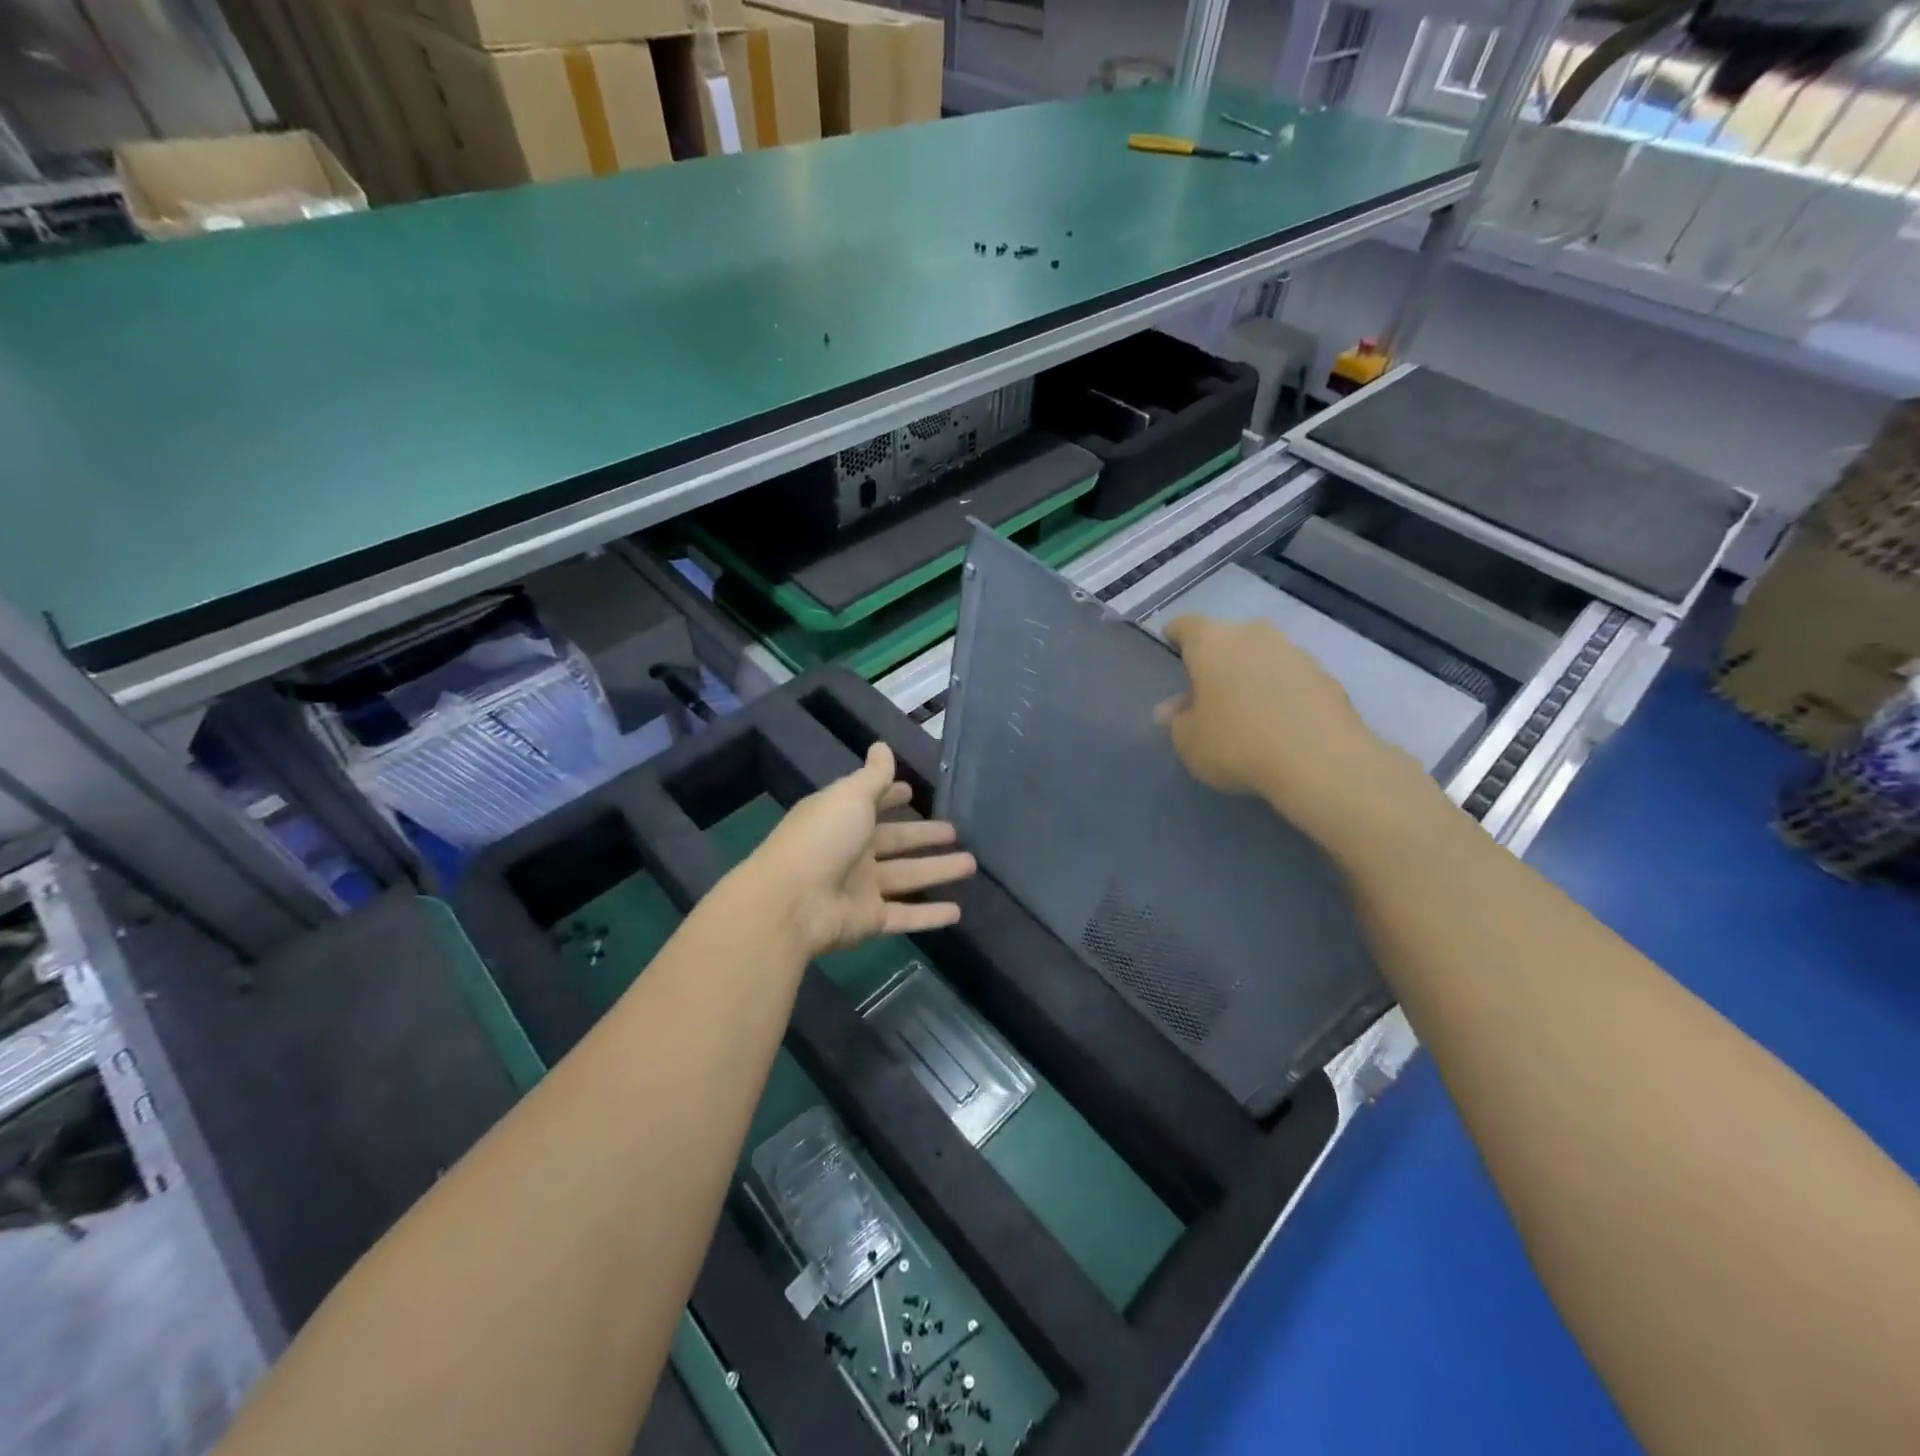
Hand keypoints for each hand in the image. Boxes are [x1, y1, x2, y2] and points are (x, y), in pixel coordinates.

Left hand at [743, 742, 975, 958]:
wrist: (791, 903)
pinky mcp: (869, 921)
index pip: (872, 804)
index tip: (912, 791)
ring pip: (907, 877)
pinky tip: (958, 912)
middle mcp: (851, 852)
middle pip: (895, 841)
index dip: (891, 796)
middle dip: (924, 835)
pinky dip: (930, 915)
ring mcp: (860, 888)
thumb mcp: (850, 797)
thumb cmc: (822, 839)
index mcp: (842, 819)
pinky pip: (906, 915)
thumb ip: (873, 776)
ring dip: (937, 870)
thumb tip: (881, 745)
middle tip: (955, 831)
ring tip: (972, 864)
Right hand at [1156, 614, 1432, 849]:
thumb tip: (1173, 710)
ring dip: (1251, 676)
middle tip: (1207, 694)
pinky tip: (1279, 726)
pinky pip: (1292, 680)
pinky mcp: (1327, 677)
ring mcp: (1295, 652)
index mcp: (1211, 640)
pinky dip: (1282, 694)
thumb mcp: (1188, 741)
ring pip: (1262, 657)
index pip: (1184, 626)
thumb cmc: (1236, 743)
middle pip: (1227, 639)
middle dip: (1216, 661)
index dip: (1174, 640)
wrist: (1320, 761)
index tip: (1172, 658)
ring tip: (1246, 713)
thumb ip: (1177, 721)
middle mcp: (1254, 634)